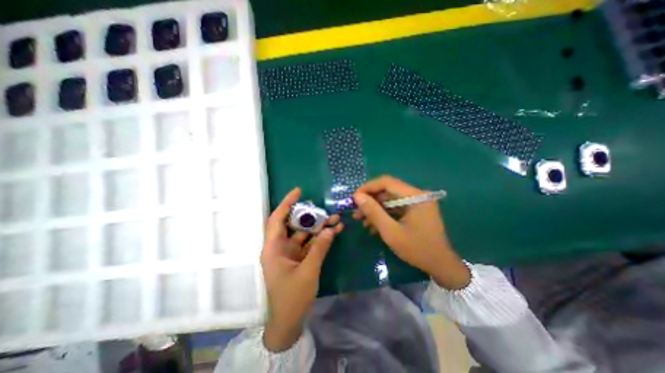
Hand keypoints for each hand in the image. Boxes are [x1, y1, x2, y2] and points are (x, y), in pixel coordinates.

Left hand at [259, 188, 342, 350]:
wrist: (288, 323)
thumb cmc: (292, 298)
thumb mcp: (308, 272)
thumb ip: (319, 248)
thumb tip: (331, 230)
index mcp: (273, 248)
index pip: (277, 219)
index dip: (286, 203)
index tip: (298, 191)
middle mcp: (280, 247)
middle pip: (293, 225)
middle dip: (310, 216)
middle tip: (324, 208)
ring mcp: (290, 253)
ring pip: (304, 234)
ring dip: (319, 227)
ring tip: (336, 219)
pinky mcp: (298, 259)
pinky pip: (310, 244)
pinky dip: (320, 239)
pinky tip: (334, 232)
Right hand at [350, 176, 468, 289]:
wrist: (441, 266)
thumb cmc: (417, 249)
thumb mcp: (391, 232)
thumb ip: (373, 212)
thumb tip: (357, 197)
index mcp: (415, 196)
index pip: (387, 182)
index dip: (368, 188)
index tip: (354, 198)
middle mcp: (417, 195)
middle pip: (387, 190)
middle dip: (370, 201)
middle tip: (356, 212)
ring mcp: (416, 203)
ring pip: (389, 200)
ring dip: (374, 209)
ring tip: (361, 220)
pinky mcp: (415, 210)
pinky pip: (395, 208)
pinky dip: (383, 214)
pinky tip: (373, 225)